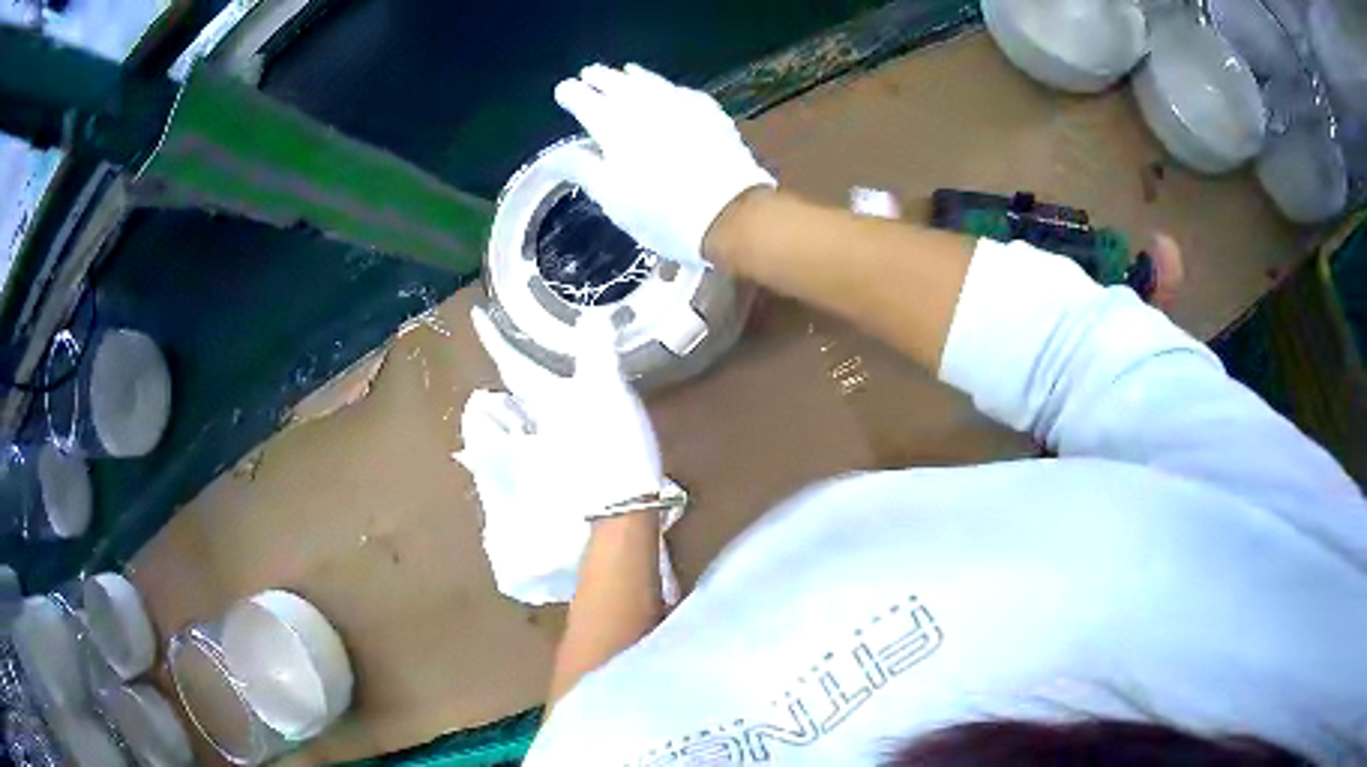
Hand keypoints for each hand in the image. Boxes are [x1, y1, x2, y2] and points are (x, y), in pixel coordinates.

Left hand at [463, 307, 662, 517]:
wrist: (621, 506)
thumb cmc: (610, 443)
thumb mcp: (608, 390)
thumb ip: (598, 351)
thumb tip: (592, 313)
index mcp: (545, 399)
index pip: (513, 361)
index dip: (494, 337)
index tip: (474, 313)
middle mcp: (539, 421)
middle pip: (513, 392)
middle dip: (508, 367)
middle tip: (507, 345)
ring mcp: (552, 446)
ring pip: (528, 415)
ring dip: (523, 397)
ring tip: (531, 377)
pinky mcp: (569, 464)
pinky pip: (549, 435)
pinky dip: (549, 419)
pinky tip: (562, 416)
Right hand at [554, 63, 775, 266]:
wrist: (729, 213)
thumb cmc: (661, 213)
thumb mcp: (612, 198)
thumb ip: (582, 169)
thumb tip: (556, 154)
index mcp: (613, 125)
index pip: (584, 99)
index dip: (571, 94)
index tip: (564, 91)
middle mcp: (644, 105)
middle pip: (616, 83)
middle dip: (600, 78)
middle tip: (589, 75)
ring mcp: (680, 104)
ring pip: (650, 81)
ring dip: (632, 76)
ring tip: (625, 72)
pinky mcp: (709, 111)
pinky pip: (680, 91)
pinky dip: (666, 87)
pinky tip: (667, 91)